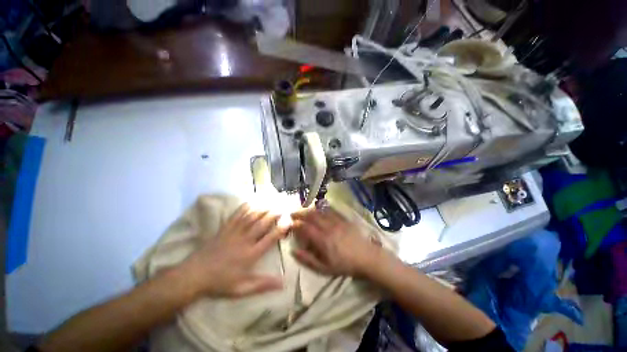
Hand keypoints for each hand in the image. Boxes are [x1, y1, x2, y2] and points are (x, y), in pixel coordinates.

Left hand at [180, 204, 289, 297]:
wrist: (194, 275)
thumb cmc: (220, 283)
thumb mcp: (242, 289)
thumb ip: (263, 284)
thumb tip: (283, 283)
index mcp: (251, 254)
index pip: (270, 239)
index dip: (280, 229)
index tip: (288, 221)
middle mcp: (245, 240)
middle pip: (262, 224)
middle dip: (274, 214)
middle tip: (282, 207)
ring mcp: (234, 233)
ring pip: (251, 217)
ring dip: (262, 209)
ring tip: (271, 203)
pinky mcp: (224, 229)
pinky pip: (236, 216)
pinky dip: (244, 208)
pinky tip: (250, 202)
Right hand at [291, 207, 382, 276]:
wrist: (366, 257)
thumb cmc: (344, 264)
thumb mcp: (324, 268)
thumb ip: (308, 260)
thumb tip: (293, 251)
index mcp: (323, 240)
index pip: (305, 227)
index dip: (295, 224)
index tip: (290, 224)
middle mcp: (328, 227)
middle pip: (311, 216)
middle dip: (300, 213)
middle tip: (292, 214)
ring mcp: (336, 221)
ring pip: (320, 211)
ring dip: (309, 209)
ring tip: (303, 210)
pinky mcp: (343, 218)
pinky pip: (330, 210)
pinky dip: (322, 208)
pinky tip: (318, 208)